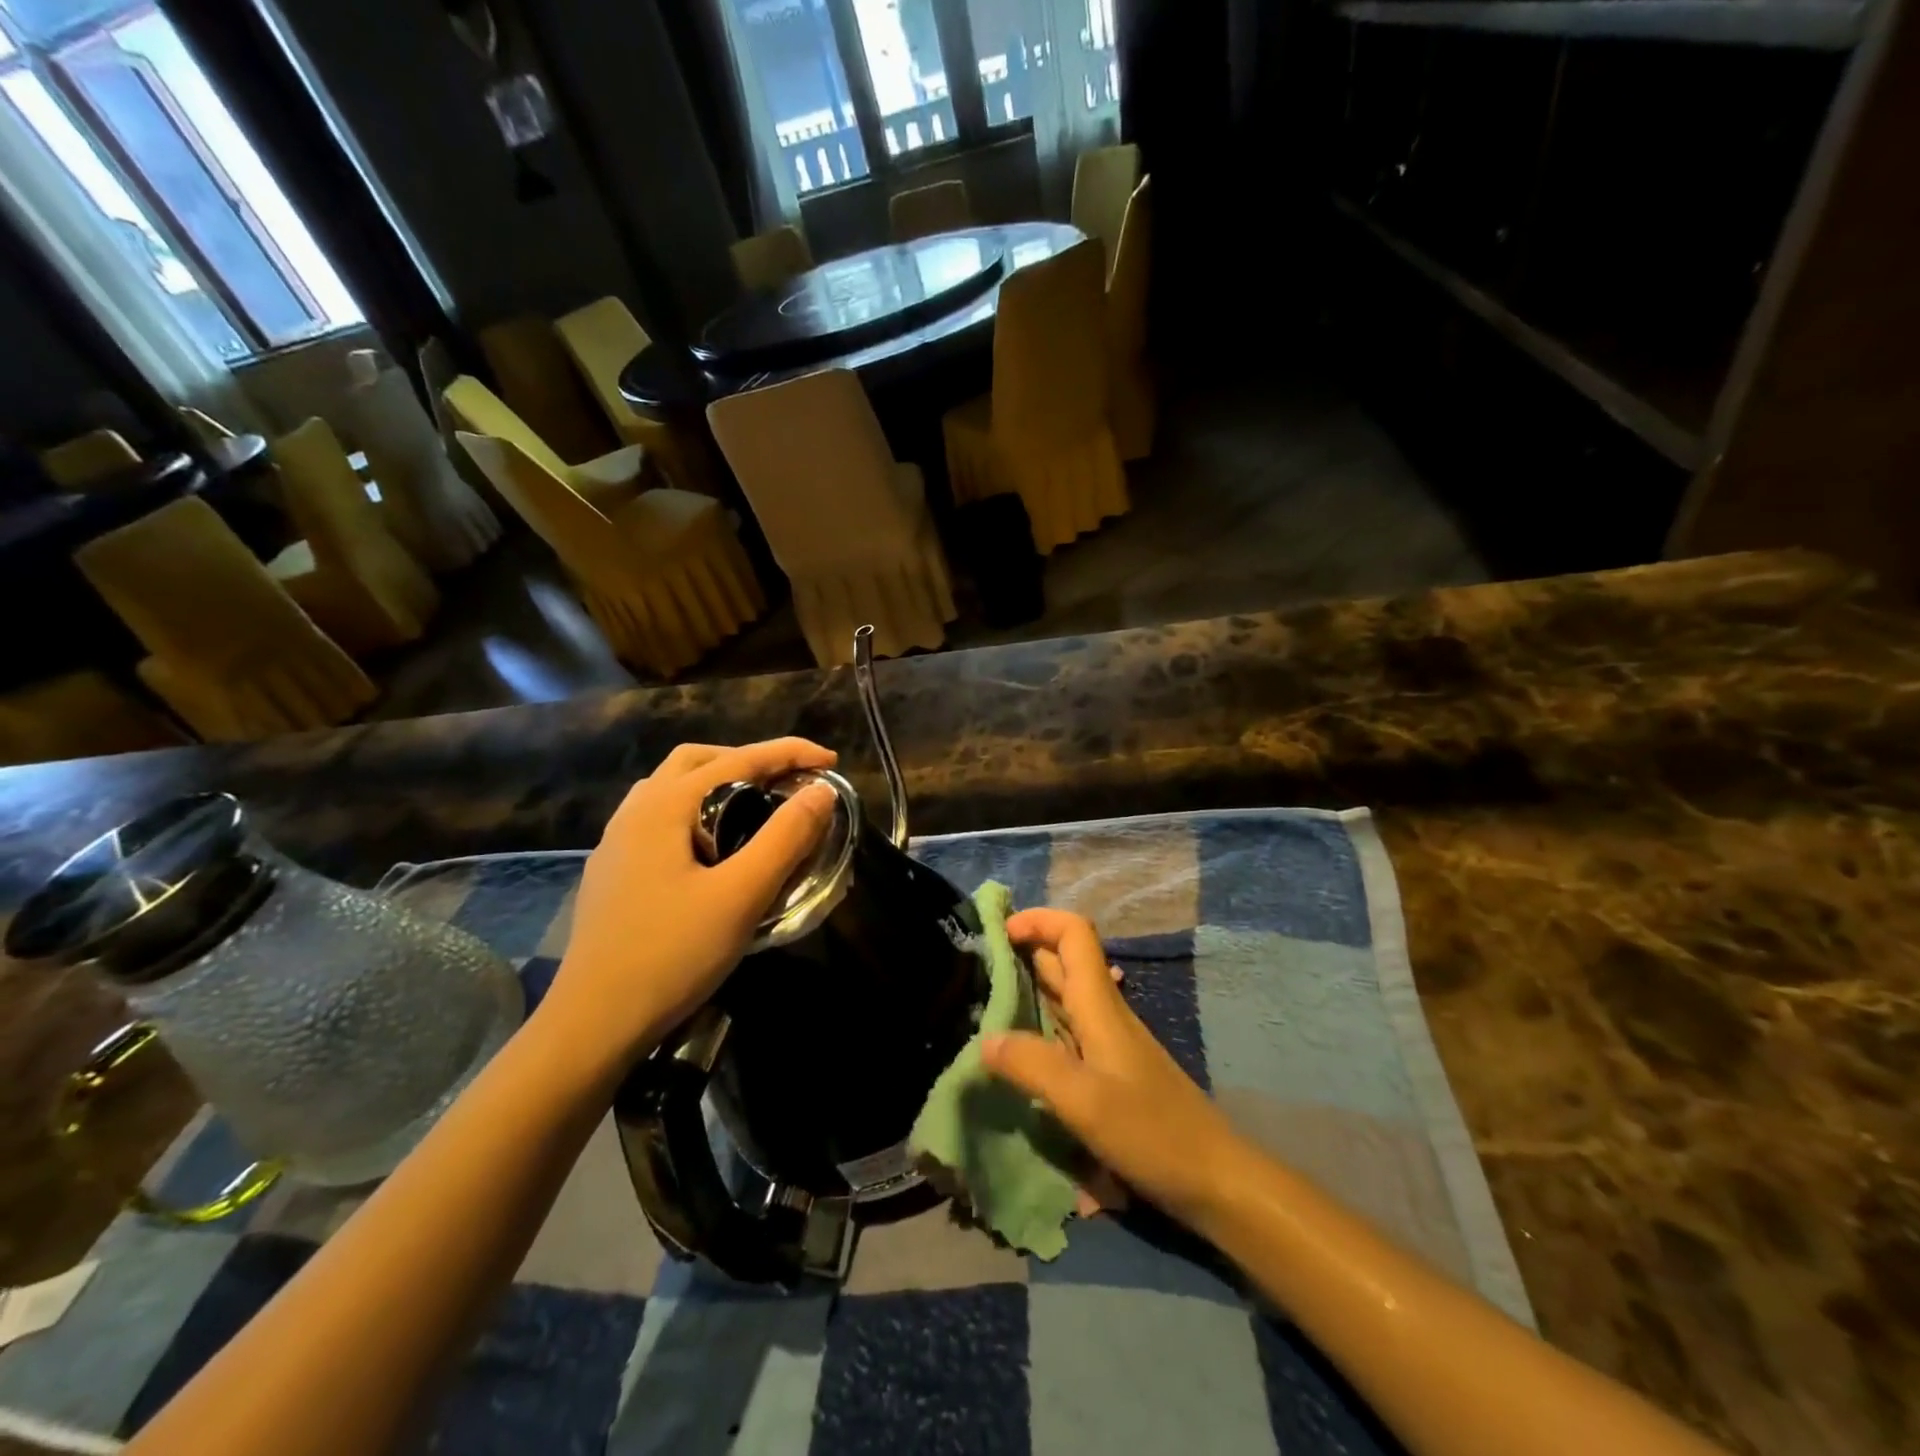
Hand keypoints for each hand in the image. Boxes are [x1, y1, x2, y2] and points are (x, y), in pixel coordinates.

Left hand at [541, 738, 838, 1070]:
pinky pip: (661, 818)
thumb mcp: (741, 896)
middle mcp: (636, 811)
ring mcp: (617, 842)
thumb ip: (785, 838)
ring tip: (755, 810)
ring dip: (719, 784)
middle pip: (698, 761)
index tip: (832, 760)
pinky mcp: (613, 872)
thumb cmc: (671, 955)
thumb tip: (821, 791)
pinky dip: (697, 812)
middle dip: (749, 761)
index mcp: (665, 806)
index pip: (738, 760)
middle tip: (789, 784)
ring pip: (673, 788)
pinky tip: (711, 850)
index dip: (789, 753)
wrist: (592, 1025)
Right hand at [983, 908, 1245, 1226]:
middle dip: (1024, 950)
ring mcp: (1109, 1041)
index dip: (1039, 920)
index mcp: (1099, 1005)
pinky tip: (1021, 1049)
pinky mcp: (1111, 1069)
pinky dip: (1041, 1023)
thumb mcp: (1085, 1102)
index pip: (1074, 933)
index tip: (1000, 931)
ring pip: (1065, 995)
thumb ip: (1033, 1066)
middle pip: (1065, 959)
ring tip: (987, 1002)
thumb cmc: (1153, 1132)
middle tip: (979, 966)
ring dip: (1029, 987)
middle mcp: (1104, 1012)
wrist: (1216, 1178)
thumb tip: (985, 1040)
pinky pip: (1068, 1029)